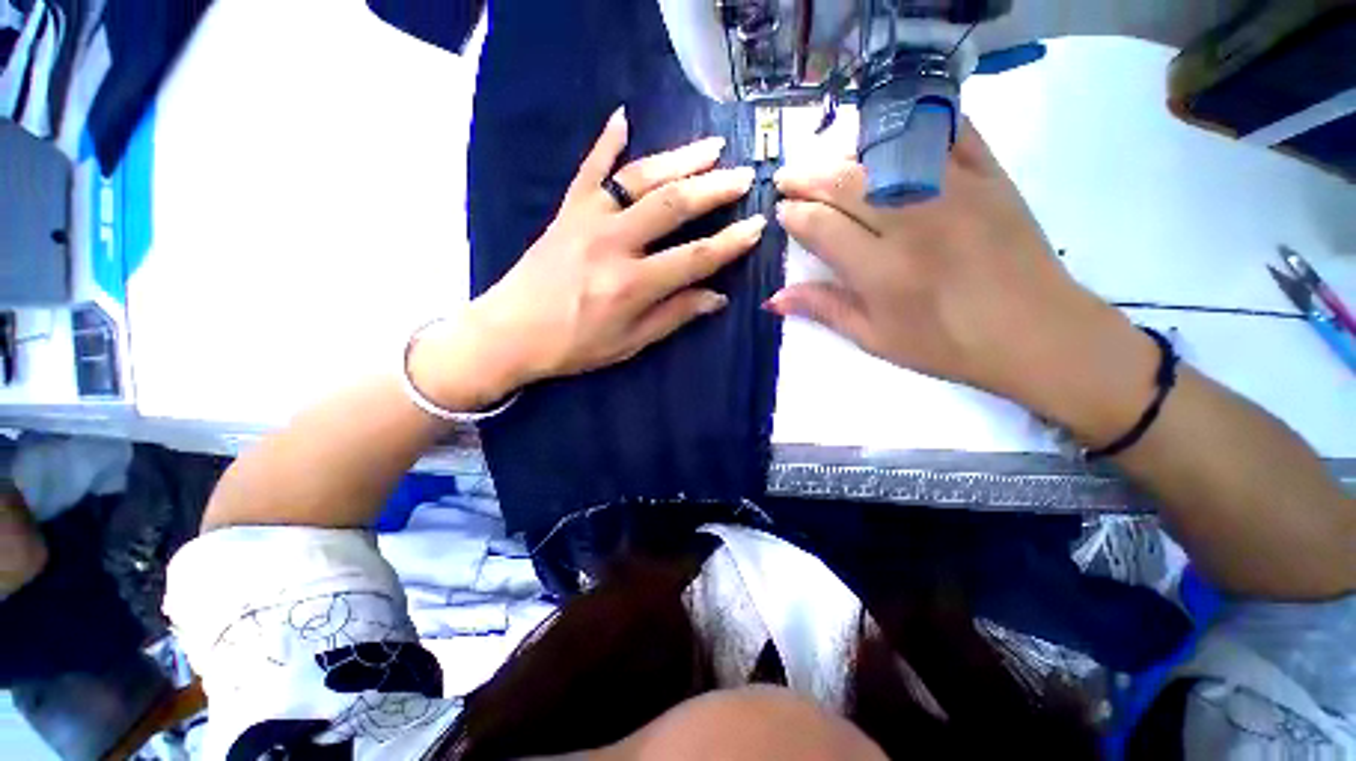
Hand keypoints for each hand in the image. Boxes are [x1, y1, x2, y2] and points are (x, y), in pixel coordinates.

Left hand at [411, 108, 764, 410]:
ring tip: (712, 146)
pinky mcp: (566, 211)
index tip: (757, 225)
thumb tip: (717, 298)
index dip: (730, 243)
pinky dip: (606, 141)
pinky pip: (589, 169)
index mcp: (631, 285)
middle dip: (714, 189)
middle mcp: (613, 244)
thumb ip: (674, 316)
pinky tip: (624, 117)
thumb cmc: (573, 346)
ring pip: (639, 178)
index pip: (694, 258)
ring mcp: (586, 220)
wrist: (509, 332)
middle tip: (744, 175)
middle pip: (672, 206)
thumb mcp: (629, 342)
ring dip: (679, 159)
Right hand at [769, 120, 1156, 444]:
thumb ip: (824, 309)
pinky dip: (916, 124)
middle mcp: (913, 222)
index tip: (782, 213)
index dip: (794, 216)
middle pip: (844, 182)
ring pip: (886, 152)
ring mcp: (955, 192)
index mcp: (882, 270)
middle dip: (806, 177)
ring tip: (826, 160)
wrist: (1036, 333)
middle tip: (788, 179)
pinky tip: (891, 134)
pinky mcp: (990, 176)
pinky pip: (949, 132)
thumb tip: (773, 298)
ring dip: (845, 151)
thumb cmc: (948, 345)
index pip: (821, 227)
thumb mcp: (876, 338)